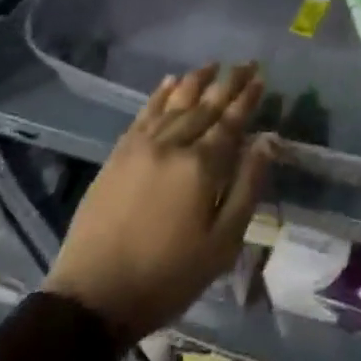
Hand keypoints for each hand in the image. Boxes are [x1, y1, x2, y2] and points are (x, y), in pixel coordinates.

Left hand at [45, 62, 273, 344]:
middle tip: (246, 63)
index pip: (231, 121)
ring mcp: (141, 146)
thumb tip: (267, 141)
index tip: (261, 78)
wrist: (93, 297)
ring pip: (175, 103)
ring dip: (196, 81)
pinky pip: (144, 113)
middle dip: (228, 82)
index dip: (247, 99)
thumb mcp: (222, 244)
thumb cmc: (168, 277)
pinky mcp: (118, 154)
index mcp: (201, 167)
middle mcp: (173, 145)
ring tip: (213, 64)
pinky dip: (160, 95)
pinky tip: (170, 81)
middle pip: (206, 106)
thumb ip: (247, 187)